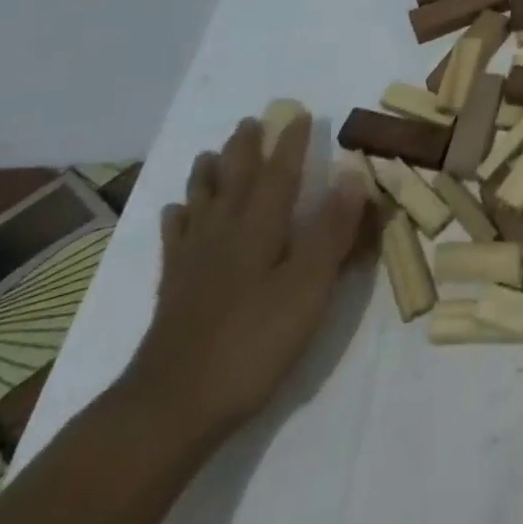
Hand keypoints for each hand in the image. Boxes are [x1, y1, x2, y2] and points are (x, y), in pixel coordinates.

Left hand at [123, 113, 374, 446]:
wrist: (170, 408)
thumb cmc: (251, 344)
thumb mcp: (307, 288)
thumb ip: (331, 230)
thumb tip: (351, 173)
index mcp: (261, 227)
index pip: (280, 173)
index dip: (291, 144)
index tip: (299, 115)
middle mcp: (225, 232)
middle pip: (236, 179)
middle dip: (246, 148)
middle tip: (250, 121)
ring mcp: (194, 261)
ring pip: (202, 202)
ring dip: (209, 174)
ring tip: (209, 153)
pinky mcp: (173, 290)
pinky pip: (175, 240)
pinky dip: (178, 219)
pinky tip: (175, 213)